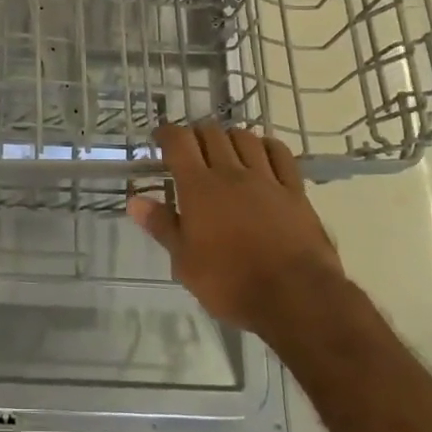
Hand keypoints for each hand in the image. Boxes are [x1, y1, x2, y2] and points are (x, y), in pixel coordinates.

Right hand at [127, 123, 344, 340]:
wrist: (296, 298)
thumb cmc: (231, 283)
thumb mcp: (185, 263)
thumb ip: (162, 226)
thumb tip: (135, 200)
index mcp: (199, 188)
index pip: (179, 142)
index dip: (167, 134)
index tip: (160, 138)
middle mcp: (231, 173)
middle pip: (211, 134)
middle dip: (196, 134)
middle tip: (190, 148)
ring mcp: (266, 179)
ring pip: (245, 138)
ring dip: (230, 136)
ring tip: (224, 148)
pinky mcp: (295, 191)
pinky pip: (280, 154)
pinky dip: (267, 146)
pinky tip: (262, 152)